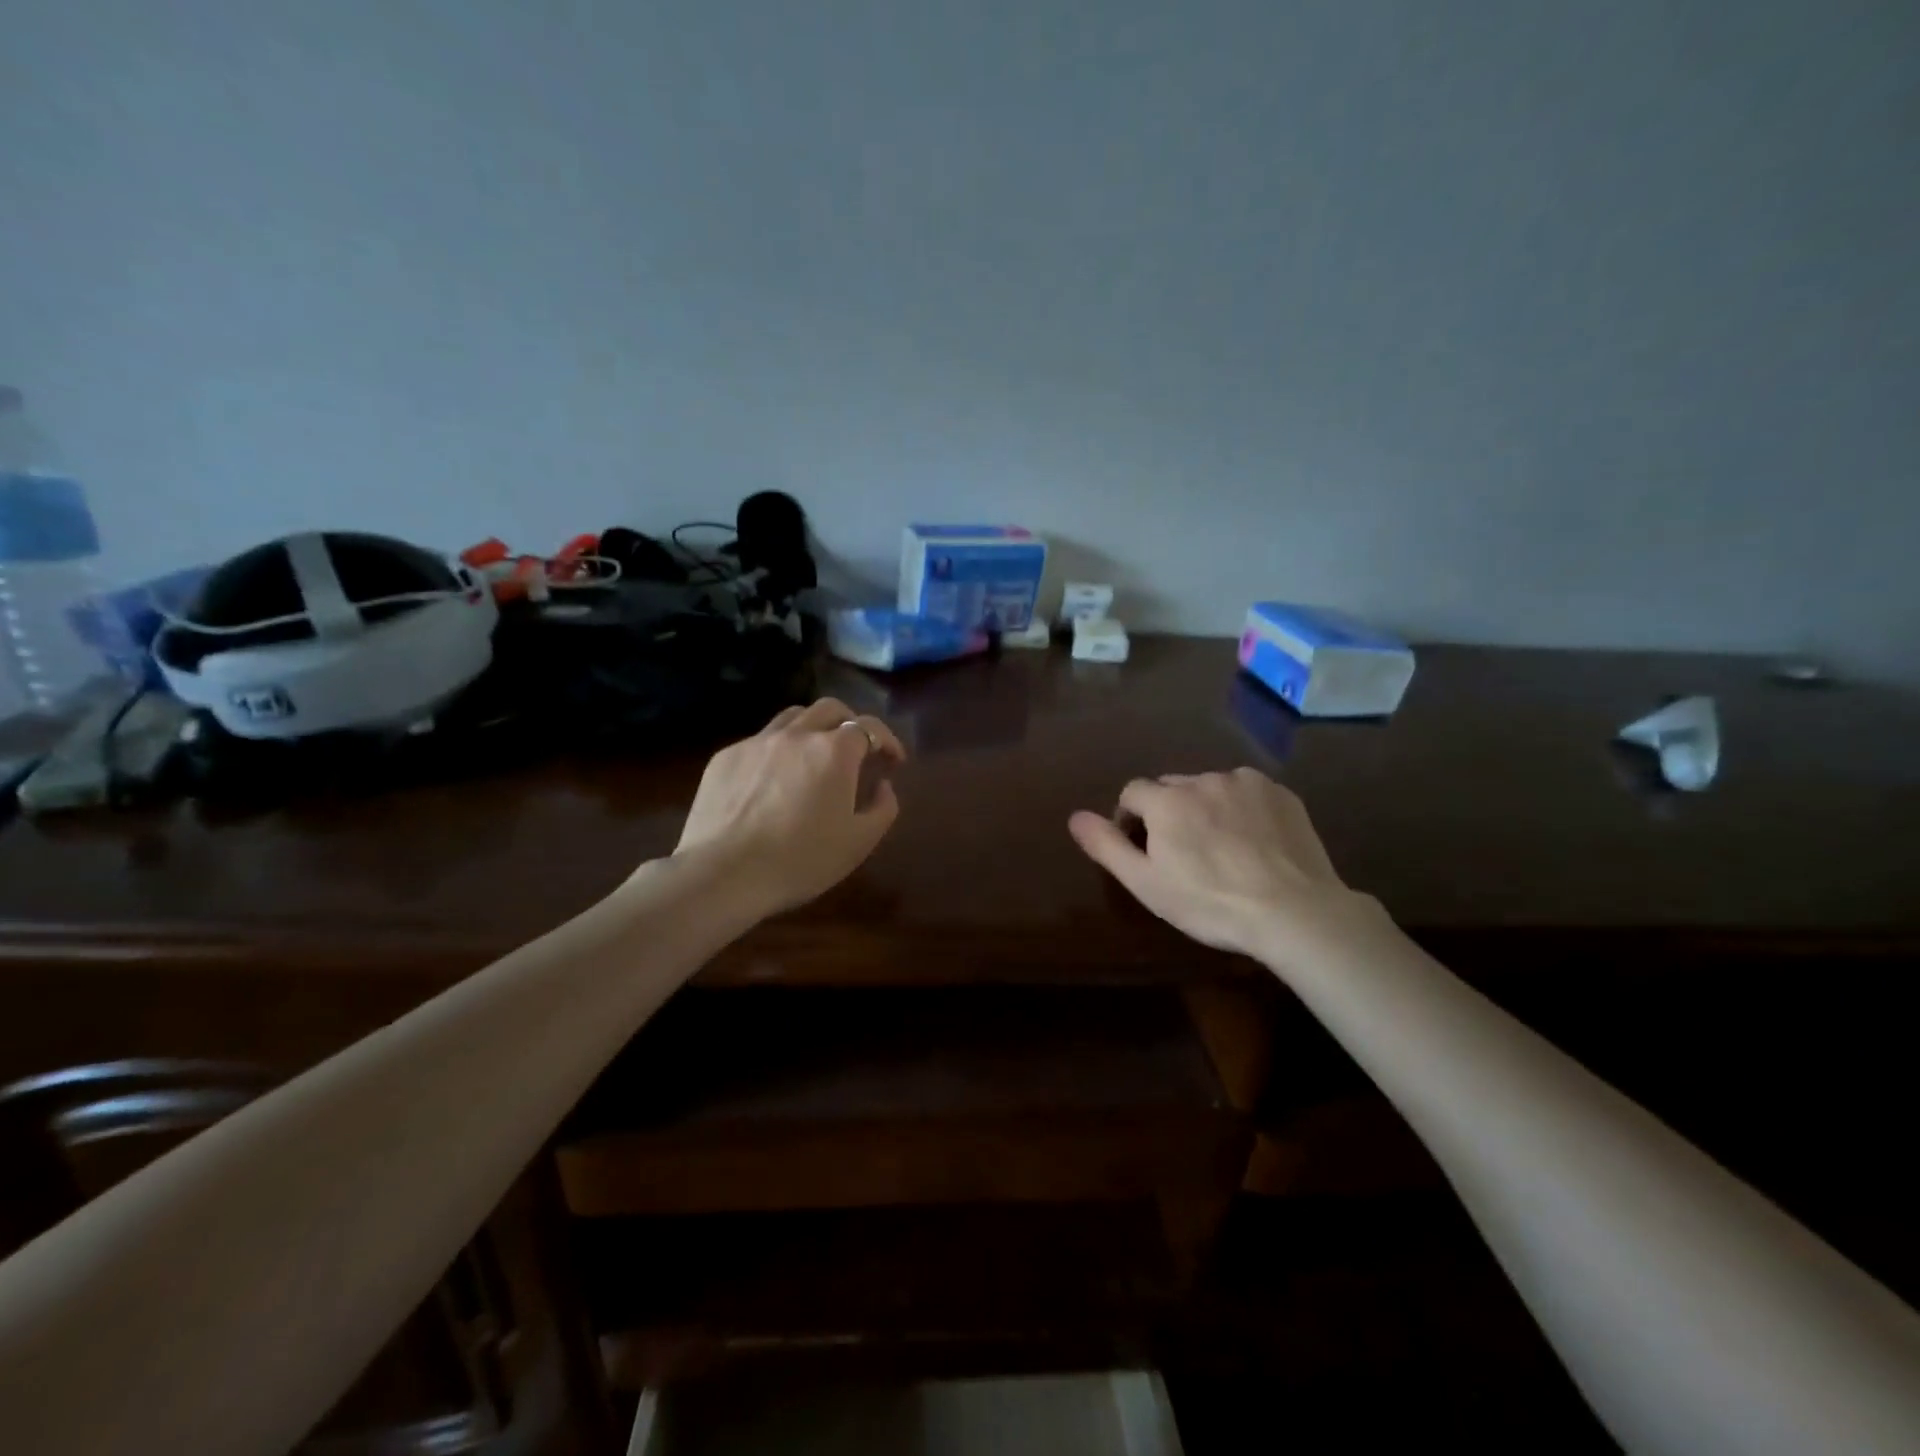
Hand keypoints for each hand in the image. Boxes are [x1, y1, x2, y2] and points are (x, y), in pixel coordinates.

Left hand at [672, 698, 905, 919]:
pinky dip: (777, 751)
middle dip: (851, 723)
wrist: (723, 875)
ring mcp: (756, 742)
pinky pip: (759, 741)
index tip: (894, 760)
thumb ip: (883, 808)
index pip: (869, 727)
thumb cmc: (800, 861)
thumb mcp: (859, 843)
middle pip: (830, 709)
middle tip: (857, 749)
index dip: (888, 740)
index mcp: (834, 751)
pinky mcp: (725, 757)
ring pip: (792, 717)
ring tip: (815, 755)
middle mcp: (797, 734)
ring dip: (812, 728)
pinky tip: (773, 781)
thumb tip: (882, 785)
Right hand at [1068, 768, 1373, 965]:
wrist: (1294, 911)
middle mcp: (1203, 779)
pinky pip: (1247, 793)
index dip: (1130, 819)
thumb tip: (1074, 816)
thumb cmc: (1210, 902)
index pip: (1132, 793)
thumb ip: (1107, 845)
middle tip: (1183, 853)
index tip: (1142, 850)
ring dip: (1206, 808)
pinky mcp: (1281, 793)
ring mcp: (1246, 783)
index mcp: (1167, 800)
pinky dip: (1242, 809)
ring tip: (1222, 849)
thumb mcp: (1146, 883)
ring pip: (1210, 788)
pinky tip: (1254, 842)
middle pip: (1171, 787)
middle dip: (1168, 812)